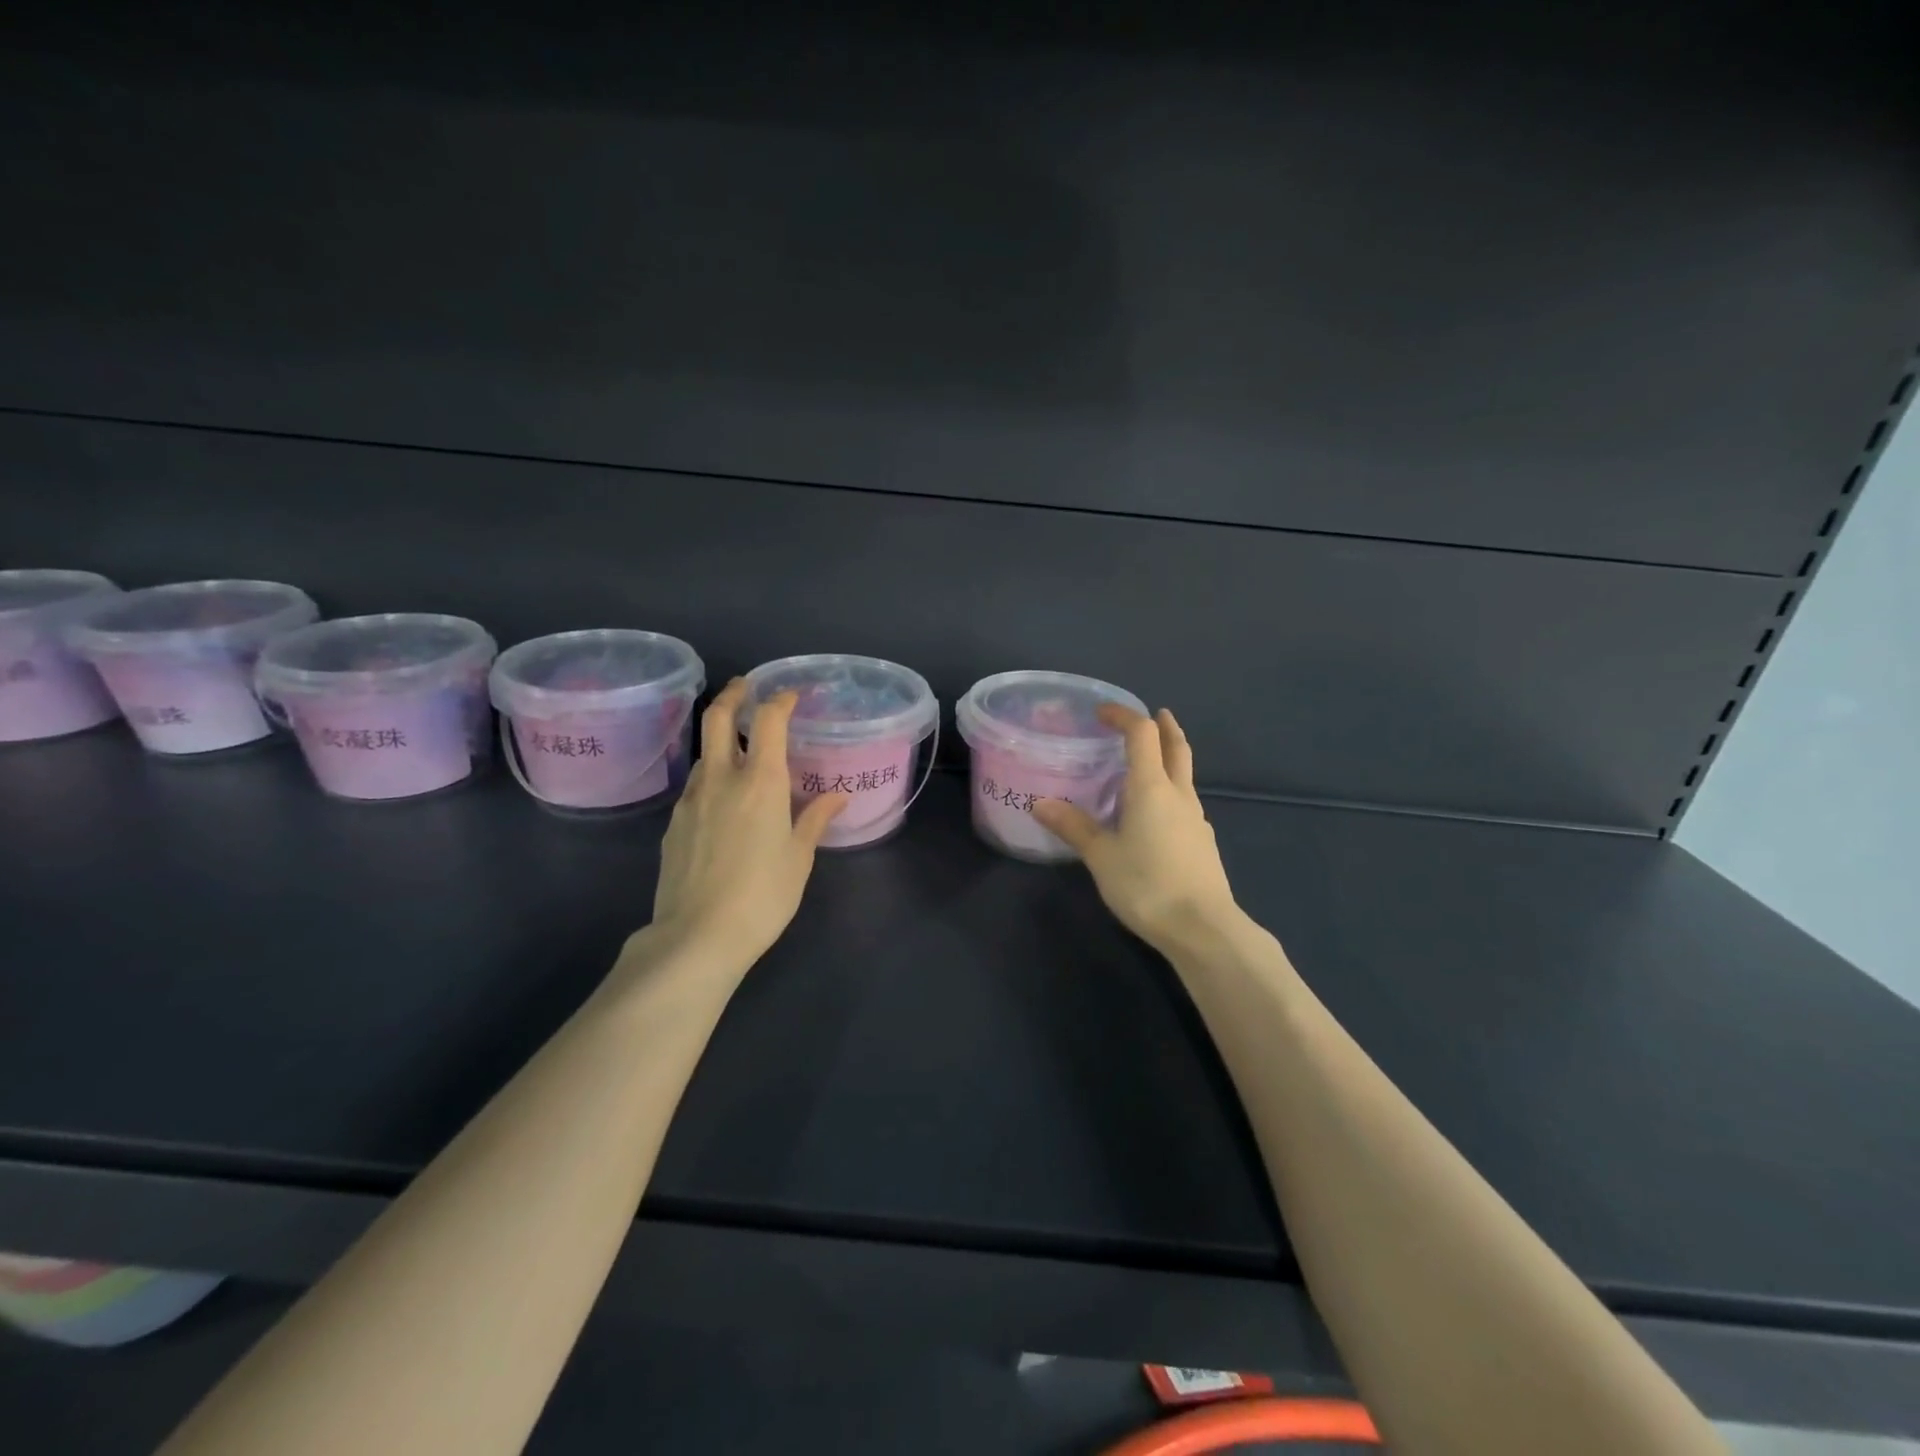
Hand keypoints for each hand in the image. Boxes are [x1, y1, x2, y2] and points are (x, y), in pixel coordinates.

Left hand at [646, 679, 847, 967]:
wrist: (697, 936)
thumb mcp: (799, 858)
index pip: (768, 721)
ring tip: (740, 752)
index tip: (791, 695)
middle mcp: (721, 779)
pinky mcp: (672, 825)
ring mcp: (690, 801)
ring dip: (721, 741)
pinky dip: (711, 778)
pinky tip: (722, 803)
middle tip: (745, 687)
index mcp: (760, 782)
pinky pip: (694, 788)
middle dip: (732, 695)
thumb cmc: (763, 895)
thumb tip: (835, 797)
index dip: (780, 700)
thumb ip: (814, 820)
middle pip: (717, 718)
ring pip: (704, 753)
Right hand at [1031, 706, 1241, 952]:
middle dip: (1165, 727)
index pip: (1142, 734)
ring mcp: (1196, 819)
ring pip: (1184, 776)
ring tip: (1146, 766)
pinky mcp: (1202, 842)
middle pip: (1176, 748)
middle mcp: (1179, 795)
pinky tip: (1156, 814)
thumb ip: (1074, 827)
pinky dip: (1171, 791)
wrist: (1203, 928)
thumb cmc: (1147, 885)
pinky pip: (1185, 803)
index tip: (1102, 712)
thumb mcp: (1102, 857)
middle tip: (1154, 714)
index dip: (1123, 716)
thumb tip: (1041, 804)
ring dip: (1169, 759)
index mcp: (1152, 788)